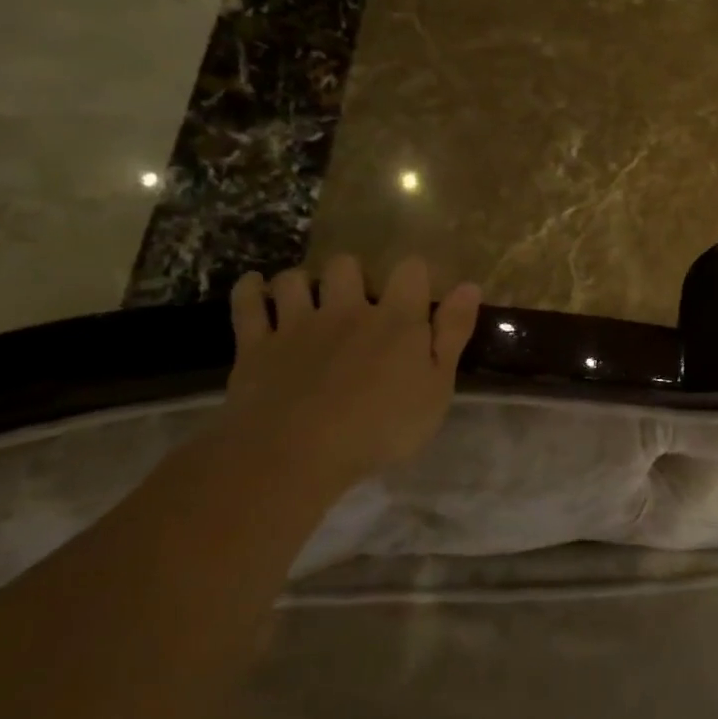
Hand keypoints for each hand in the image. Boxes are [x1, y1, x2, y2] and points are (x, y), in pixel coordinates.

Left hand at [218, 255, 480, 490]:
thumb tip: (470, 286)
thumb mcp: (437, 387)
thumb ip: (452, 334)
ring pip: (295, 279)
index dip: (415, 273)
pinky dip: (250, 289)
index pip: (410, 271)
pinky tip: (255, 285)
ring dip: (302, 281)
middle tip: (357, 297)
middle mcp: (347, 310)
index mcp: (396, 320)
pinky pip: (248, 303)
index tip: (417, 288)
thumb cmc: (383, 426)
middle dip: (352, 273)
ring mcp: (297, 324)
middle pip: (346, 266)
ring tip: (308, 296)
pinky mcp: (256, 345)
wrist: (296, 452)